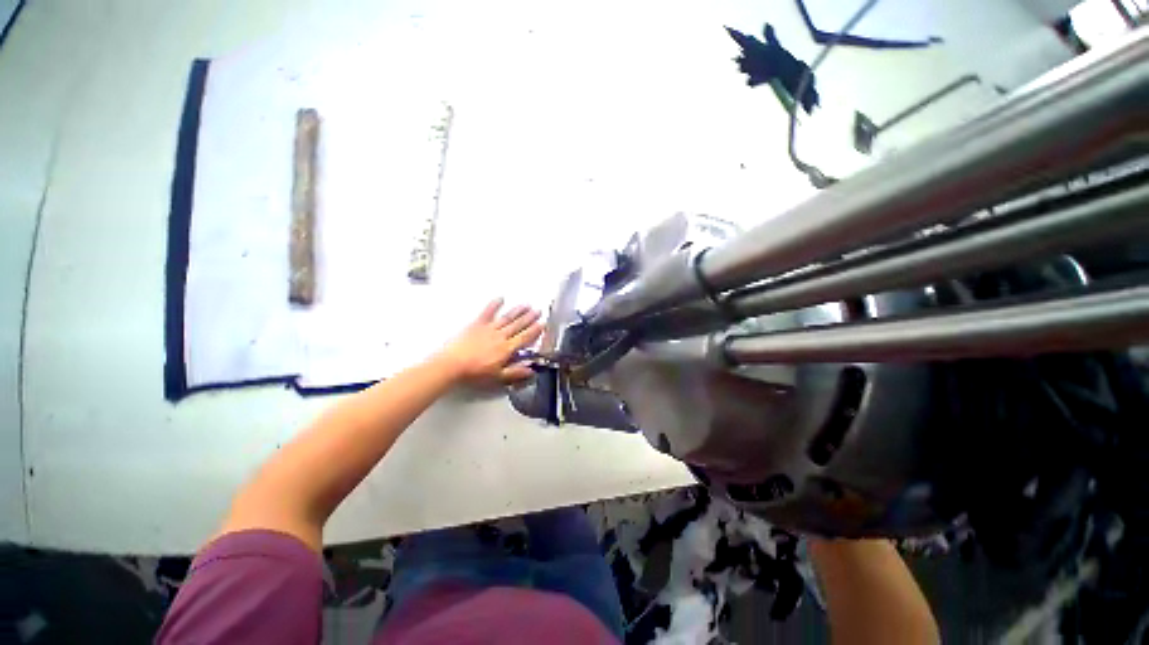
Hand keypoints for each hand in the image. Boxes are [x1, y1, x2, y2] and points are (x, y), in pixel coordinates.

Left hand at [438, 298, 543, 382]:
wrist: (452, 365)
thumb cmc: (475, 373)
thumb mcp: (498, 377)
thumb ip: (516, 372)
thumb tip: (532, 369)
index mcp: (507, 349)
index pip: (525, 338)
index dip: (535, 331)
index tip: (542, 324)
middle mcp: (501, 336)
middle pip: (518, 325)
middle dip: (530, 318)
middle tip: (538, 310)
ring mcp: (489, 328)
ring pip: (507, 318)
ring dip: (518, 311)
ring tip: (527, 305)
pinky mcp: (477, 324)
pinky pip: (487, 312)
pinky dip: (494, 305)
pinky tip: (500, 298)